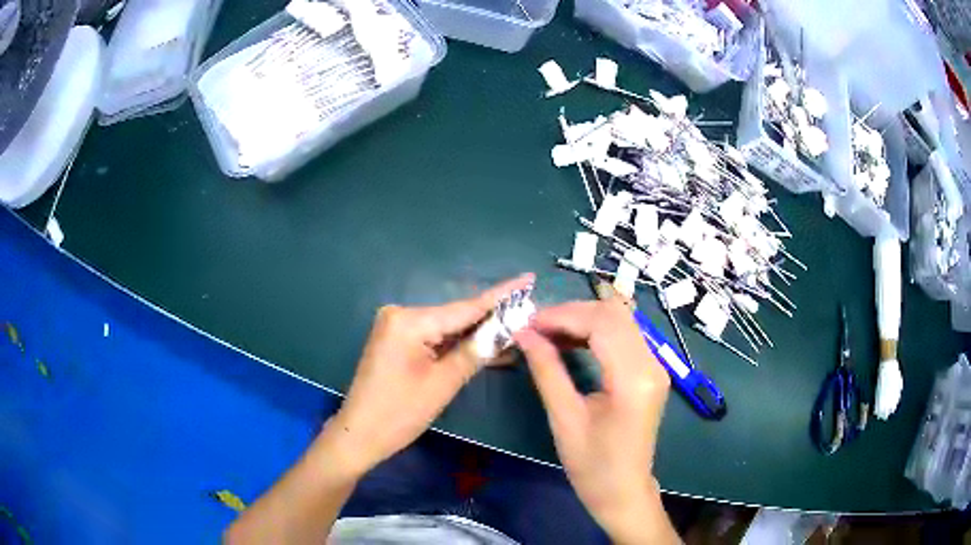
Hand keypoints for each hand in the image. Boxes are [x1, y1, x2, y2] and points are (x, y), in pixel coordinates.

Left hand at [322, 274, 534, 477]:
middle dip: (491, 319)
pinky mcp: (397, 341)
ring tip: (515, 331)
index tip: (528, 278)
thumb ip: (476, 351)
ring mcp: (396, 327)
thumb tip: (508, 329)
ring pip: (446, 328)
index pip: (465, 307)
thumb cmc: (400, 413)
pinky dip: (456, 345)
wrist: (360, 434)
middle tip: (528, 313)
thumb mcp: (443, 383)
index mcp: (409, 320)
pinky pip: (434, 338)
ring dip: (476, 335)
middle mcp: (401, 314)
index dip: (501, 296)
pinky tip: (485, 347)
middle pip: (456, 316)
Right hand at [514, 296, 674, 542]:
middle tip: (535, 327)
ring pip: (620, 320)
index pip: (602, 323)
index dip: (562, 316)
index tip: (528, 323)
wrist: (623, 491)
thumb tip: (523, 333)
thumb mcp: (565, 418)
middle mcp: (652, 364)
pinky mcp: (650, 371)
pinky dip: (595, 331)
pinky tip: (570, 341)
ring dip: (583, 319)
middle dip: (571, 313)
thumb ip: (547, 370)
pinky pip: (624, 336)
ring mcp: (655, 366)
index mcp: (634, 379)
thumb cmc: (592, 465)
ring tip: (547, 333)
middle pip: (614, 314)